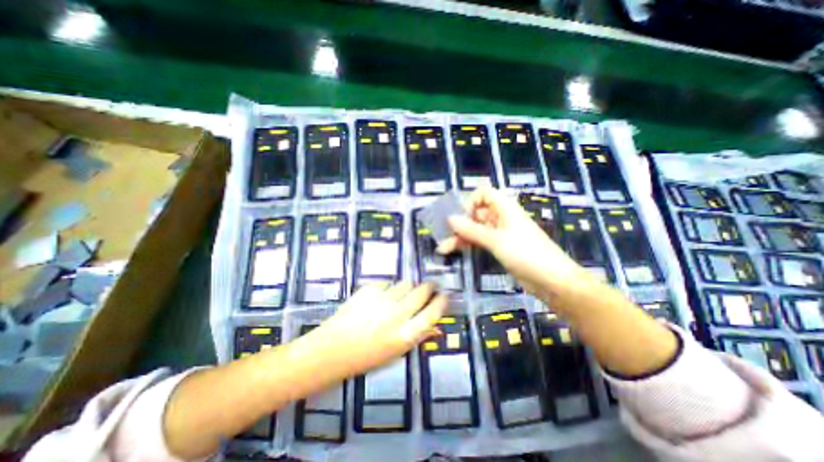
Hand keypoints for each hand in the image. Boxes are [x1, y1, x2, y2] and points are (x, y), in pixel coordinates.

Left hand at [299, 281, 447, 377]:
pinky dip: (388, 288)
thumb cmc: (365, 358)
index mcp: (406, 335)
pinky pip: (387, 283)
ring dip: (408, 287)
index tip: (444, 295)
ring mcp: (383, 299)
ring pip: (406, 283)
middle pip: (422, 291)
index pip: (433, 312)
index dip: (441, 301)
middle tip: (429, 286)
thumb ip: (418, 337)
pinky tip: (380, 297)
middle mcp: (397, 314)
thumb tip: (436, 326)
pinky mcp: (370, 289)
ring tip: (401, 294)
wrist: (330, 351)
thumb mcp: (396, 354)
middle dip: (429, 287)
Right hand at [441, 183, 596, 299]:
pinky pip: (480, 241)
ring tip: (443, 248)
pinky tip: (454, 251)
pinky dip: (468, 244)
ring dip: (460, 236)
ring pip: (476, 229)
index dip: (471, 201)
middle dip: (460, 223)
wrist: (552, 281)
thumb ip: (471, 229)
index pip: (484, 193)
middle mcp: (501, 217)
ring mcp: (500, 233)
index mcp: (505, 208)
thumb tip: (450, 218)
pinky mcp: (499, 247)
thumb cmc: (526, 254)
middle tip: (444, 235)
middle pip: (476, 213)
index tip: (461, 217)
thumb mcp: (496, 240)